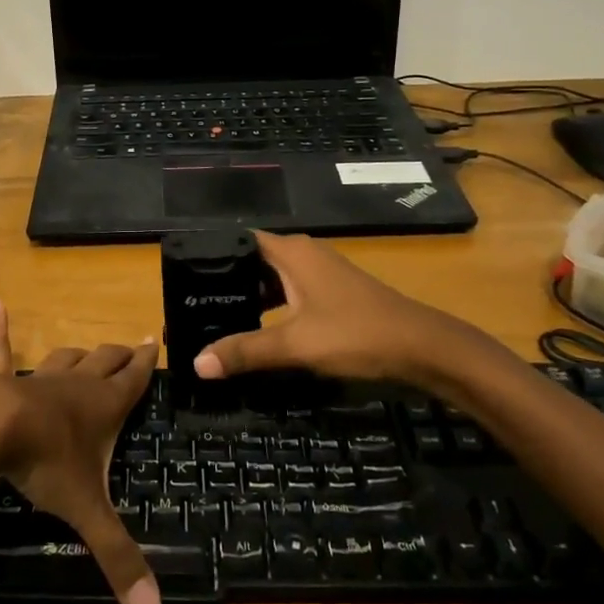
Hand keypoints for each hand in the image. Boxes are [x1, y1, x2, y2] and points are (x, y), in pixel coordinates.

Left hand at [0, 300, 161, 603]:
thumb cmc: (46, 463)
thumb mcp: (86, 510)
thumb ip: (117, 557)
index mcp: (103, 407)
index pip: (134, 380)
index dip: (147, 363)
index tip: (156, 341)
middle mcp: (76, 385)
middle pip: (105, 362)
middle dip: (121, 355)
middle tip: (133, 345)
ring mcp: (39, 378)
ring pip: (66, 358)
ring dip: (79, 353)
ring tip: (90, 348)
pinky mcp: (1, 380)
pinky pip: (0, 351)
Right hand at [192, 231, 507, 388]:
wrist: (421, 347)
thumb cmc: (356, 333)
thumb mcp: (296, 344)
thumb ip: (246, 351)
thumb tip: (196, 363)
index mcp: (291, 251)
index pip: (238, 241)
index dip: (210, 254)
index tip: (181, 274)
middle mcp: (303, 253)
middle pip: (253, 260)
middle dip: (225, 280)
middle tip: (191, 302)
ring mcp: (320, 272)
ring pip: (272, 278)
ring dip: (248, 296)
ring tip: (213, 316)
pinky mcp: (331, 292)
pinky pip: (288, 291)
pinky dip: (270, 306)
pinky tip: (255, 328)